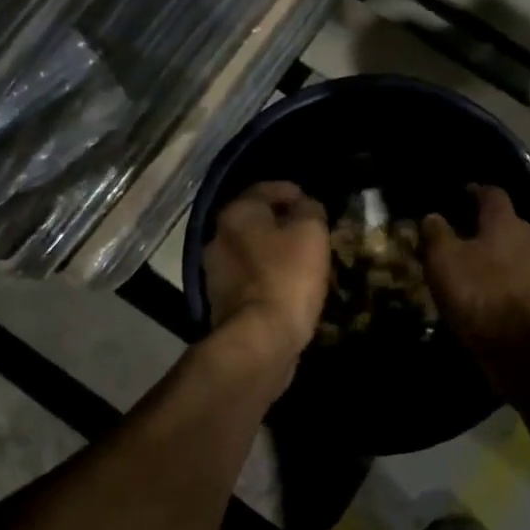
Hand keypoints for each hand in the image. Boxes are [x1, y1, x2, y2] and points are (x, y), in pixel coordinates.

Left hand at [204, 182, 329, 364]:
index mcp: (236, 213)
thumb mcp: (311, 232)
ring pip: (251, 251)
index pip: (266, 189)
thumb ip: (309, 209)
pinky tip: (288, 287)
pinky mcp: (221, 302)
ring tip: (303, 263)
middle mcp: (217, 237)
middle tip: (311, 234)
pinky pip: (249, 279)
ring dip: (274, 253)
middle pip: (255, 221)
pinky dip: (267, 278)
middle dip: (282, 224)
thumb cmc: (287, 276)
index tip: (314, 205)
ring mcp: (215, 272)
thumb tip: (304, 205)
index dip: (293, 192)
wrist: (259, 339)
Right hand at [421, 185, 529, 367]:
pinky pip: (513, 279)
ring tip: (463, 265)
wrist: (522, 347)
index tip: (458, 194)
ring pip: (509, 252)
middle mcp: (528, 239)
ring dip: (489, 255)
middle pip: (503, 223)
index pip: (492, 193)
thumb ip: (437, 233)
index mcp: (506, 221)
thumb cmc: (480, 293)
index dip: (474, 191)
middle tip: (454, 233)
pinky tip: (479, 293)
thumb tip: (433, 216)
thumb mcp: (445, 260)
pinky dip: (496, 281)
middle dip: (480, 226)